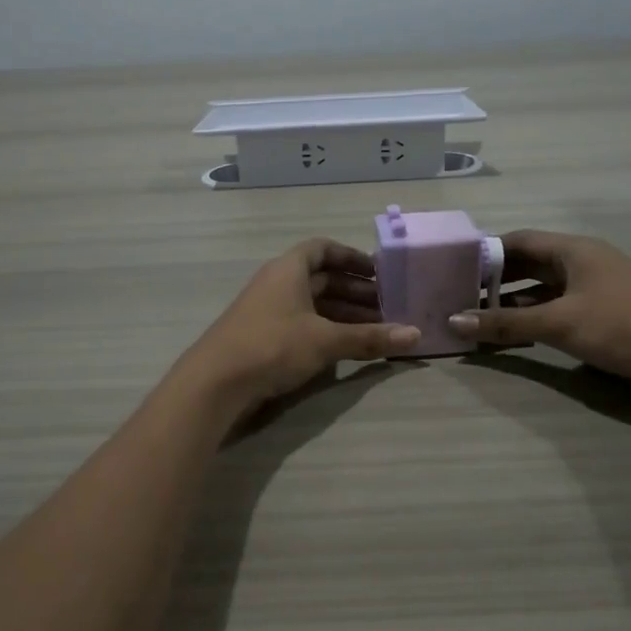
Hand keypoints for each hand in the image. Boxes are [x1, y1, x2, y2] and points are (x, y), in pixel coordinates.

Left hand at [179, 238, 421, 415]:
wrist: (215, 382)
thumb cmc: (272, 346)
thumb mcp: (326, 341)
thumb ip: (369, 338)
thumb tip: (416, 335)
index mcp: (288, 269)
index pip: (322, 248)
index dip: (351, 257)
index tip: (378, 271)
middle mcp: (277, 283)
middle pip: (321, 278)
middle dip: (355, 291)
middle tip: (388, 306)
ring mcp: (268, 310)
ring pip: (313, 303)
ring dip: (344, 313)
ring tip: (376, 329)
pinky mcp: (263, 336)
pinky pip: (302, 323)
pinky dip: (326, 330)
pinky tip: (346, 347)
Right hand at [446, 230, 630, 401]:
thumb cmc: (623, 325)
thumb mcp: (560, 323)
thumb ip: (507, 323)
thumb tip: (455, 320)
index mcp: (574, 250)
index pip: (518, 241)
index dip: (485, 253)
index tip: (453, 268)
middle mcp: (582, 264)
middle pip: (528, 265)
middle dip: (495, 281)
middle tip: (458, 296)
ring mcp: (594, 291)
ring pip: (542, 291)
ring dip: (513, 304)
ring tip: (476, 318)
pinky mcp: (603, 317)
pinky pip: (557, 311)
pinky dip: (533, 320)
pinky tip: (511, 336)